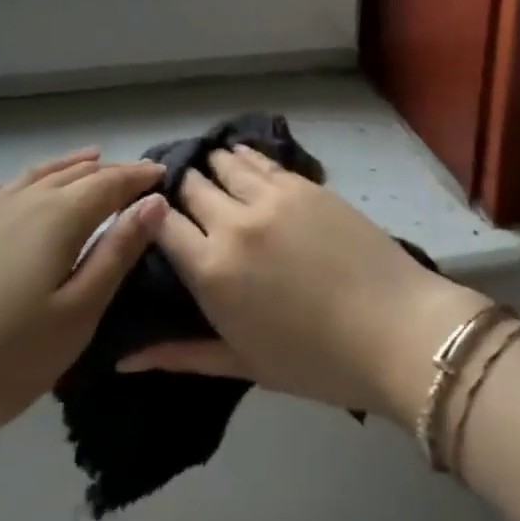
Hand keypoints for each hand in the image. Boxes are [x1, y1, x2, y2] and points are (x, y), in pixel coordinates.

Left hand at [0, 149, 164, 471]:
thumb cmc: (3, 357)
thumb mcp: (78, 312)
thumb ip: (117, 252)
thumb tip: (154, 203)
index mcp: (59, 216)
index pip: (111, 183)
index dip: (140, 177)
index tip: (165, 174)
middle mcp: (23, 202)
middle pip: (76, 174)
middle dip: (111, 171)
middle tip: (138, 175)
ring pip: (37, 176)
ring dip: (70, 167)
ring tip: (91, 160)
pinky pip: (1, 191)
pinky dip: (26, 181)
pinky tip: (24, 186)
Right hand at [118, 146, 488, 424]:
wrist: (397, 330)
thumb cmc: (316, 361)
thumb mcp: (242, 362)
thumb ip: (179, 355)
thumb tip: (123, 360)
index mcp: (211, 270)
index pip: (160, 225)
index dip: (152, 219)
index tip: (155, 224)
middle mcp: (233, 223)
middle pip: (189, 188)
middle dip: (180, 193)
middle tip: (184, 204)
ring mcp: (271, 196)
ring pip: (222, 163)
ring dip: (210, 168)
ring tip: (211, 176)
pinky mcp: (303, 183)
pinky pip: (259, 159)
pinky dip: (242, 158)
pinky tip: (240, 160)